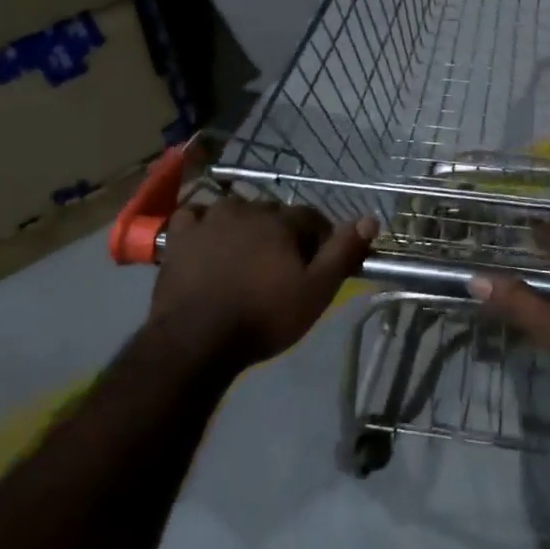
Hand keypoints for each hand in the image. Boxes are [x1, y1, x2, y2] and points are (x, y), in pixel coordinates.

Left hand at [150, 198, 377, 365]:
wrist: (196, 340)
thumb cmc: (263, 317)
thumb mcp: (315, 291)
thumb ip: (343, 252)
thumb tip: (370, 218)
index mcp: (281, 221)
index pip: (311, 217)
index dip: (318, 238)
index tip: (318, 262)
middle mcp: (246, 208)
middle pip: (273, 213)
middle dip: (282, 232)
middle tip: (282, 266)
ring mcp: (209, 219)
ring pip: (236, 211)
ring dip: (245, 226)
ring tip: (245, 257)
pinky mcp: (179, 236)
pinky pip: (195, 217)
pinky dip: (203, 225)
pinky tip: (206, 242)